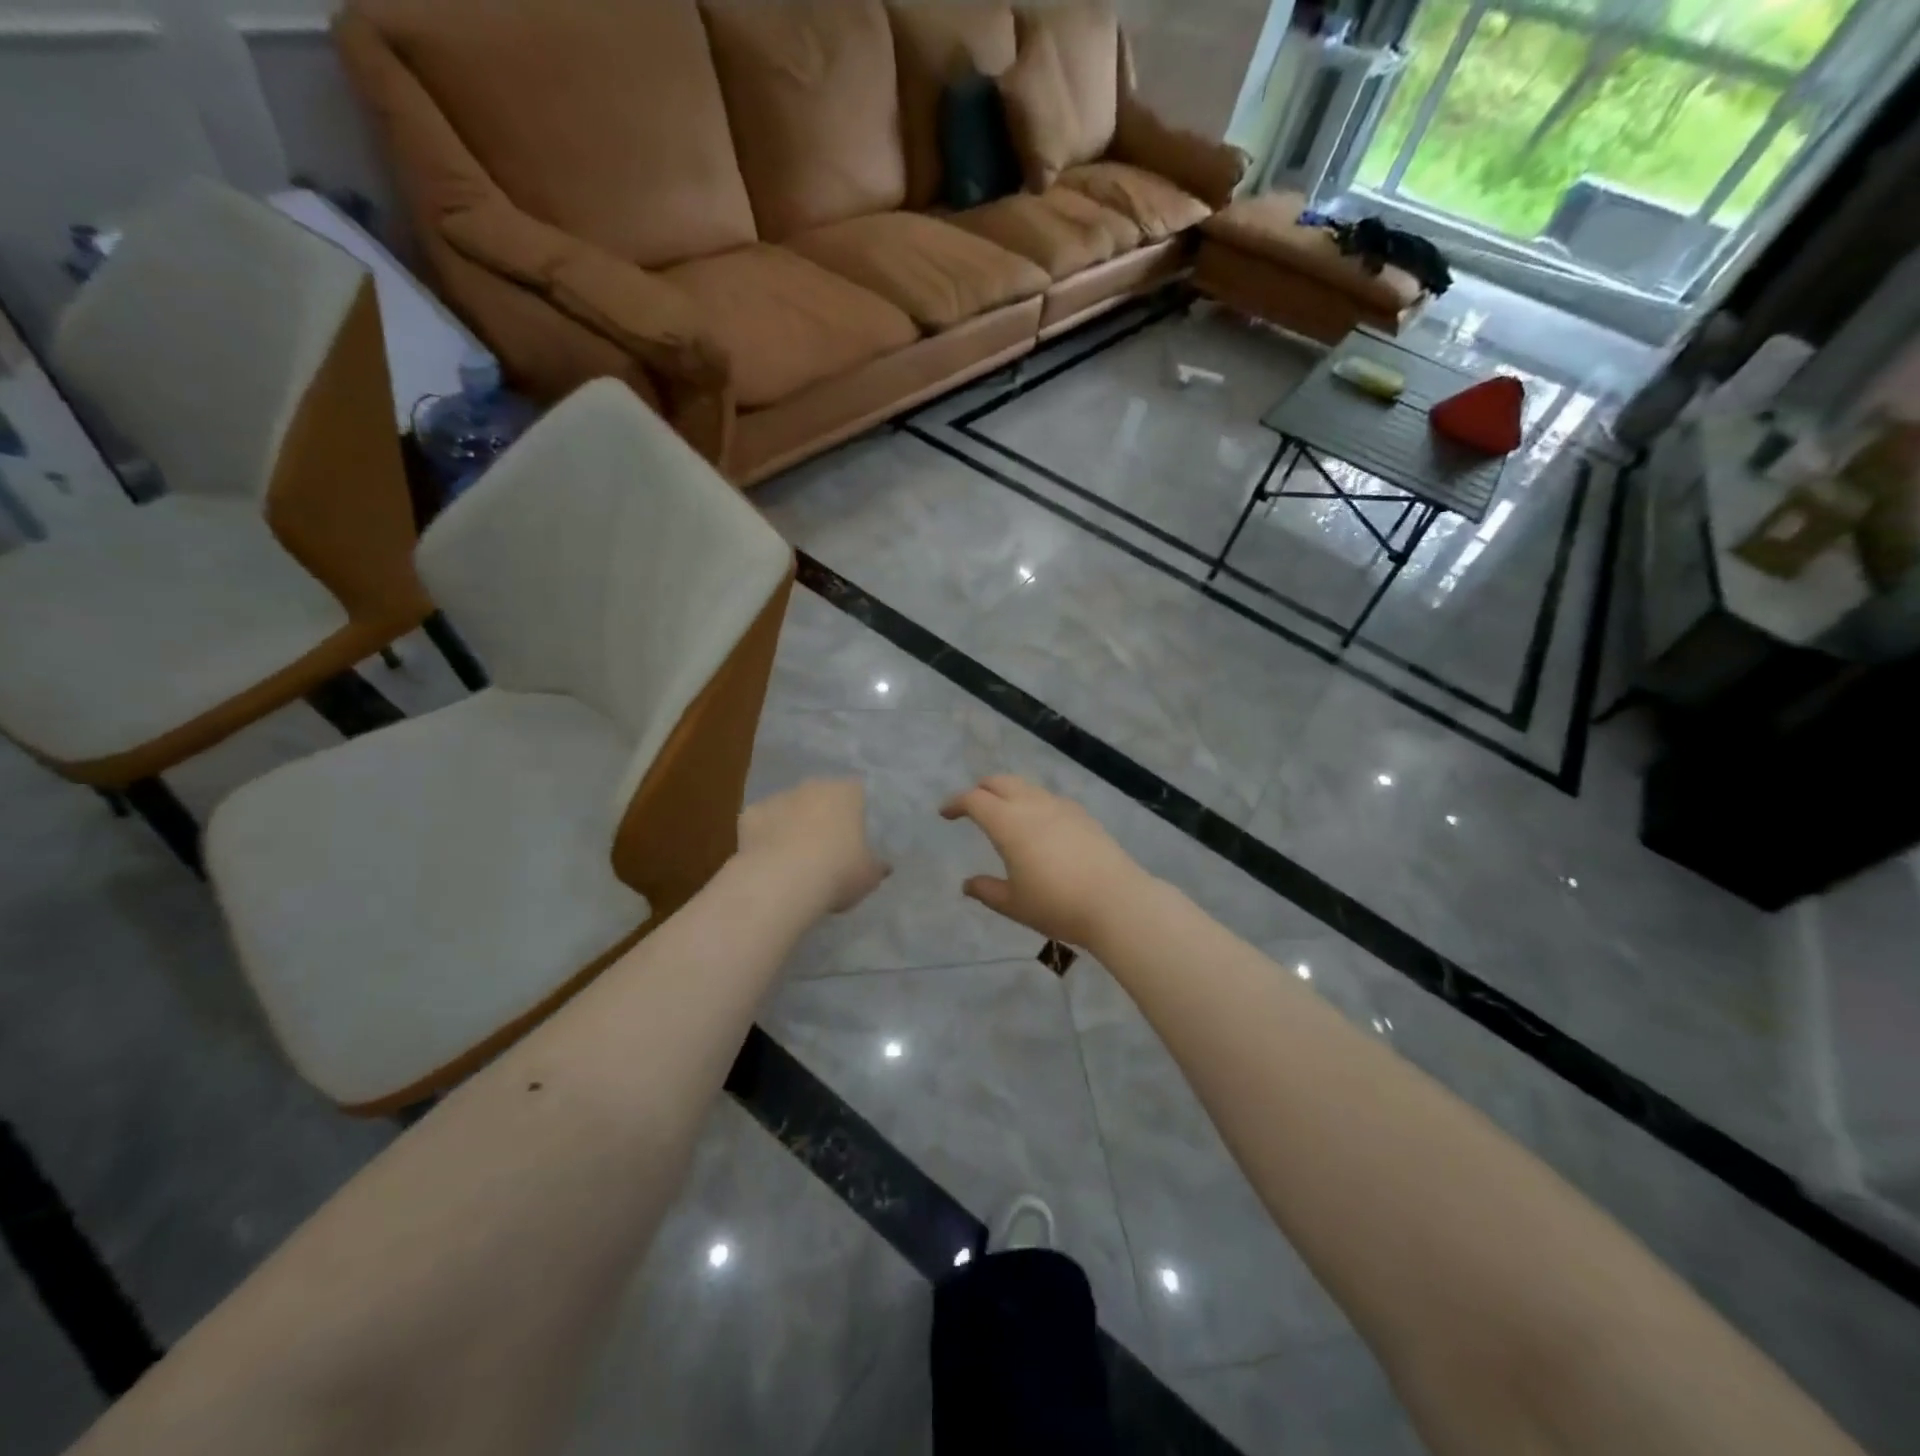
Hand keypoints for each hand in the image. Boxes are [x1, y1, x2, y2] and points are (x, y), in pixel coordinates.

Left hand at [738, 779, 889, 914]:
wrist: (782, 881)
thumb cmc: (838, 871)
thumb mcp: (869, 876)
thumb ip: (876, 866)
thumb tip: (883, 866)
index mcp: (848, 792)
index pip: (857, 793)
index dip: (856, 814)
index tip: (856, 837)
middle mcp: (813, 786)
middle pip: (821, 797)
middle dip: (823, 816)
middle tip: (826, 848)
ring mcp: (779, 797)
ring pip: (790, 809)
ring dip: (793, 826)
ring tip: (795, 860)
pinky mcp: (750, 814)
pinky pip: (763, 824)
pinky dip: (765, 838)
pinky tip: (769, 861)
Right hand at [940, 776, 1152, 946]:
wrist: (1116, 902)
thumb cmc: (1057, 904)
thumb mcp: (1014, 904)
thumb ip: (987, 890)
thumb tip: (968, 884)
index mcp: (1008, 823)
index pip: (974, 800)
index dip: (956, 803)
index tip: (945, 813)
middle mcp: (1033, 805)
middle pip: (1000, 782)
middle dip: (981, 789)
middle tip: (971, 806)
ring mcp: (1061, 807)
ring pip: (1026, 787)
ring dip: (1008, 793)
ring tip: (1004, 814)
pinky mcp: (1082, 815)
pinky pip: (1048, 798)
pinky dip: (1032, 802)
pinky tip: (1038, 825)